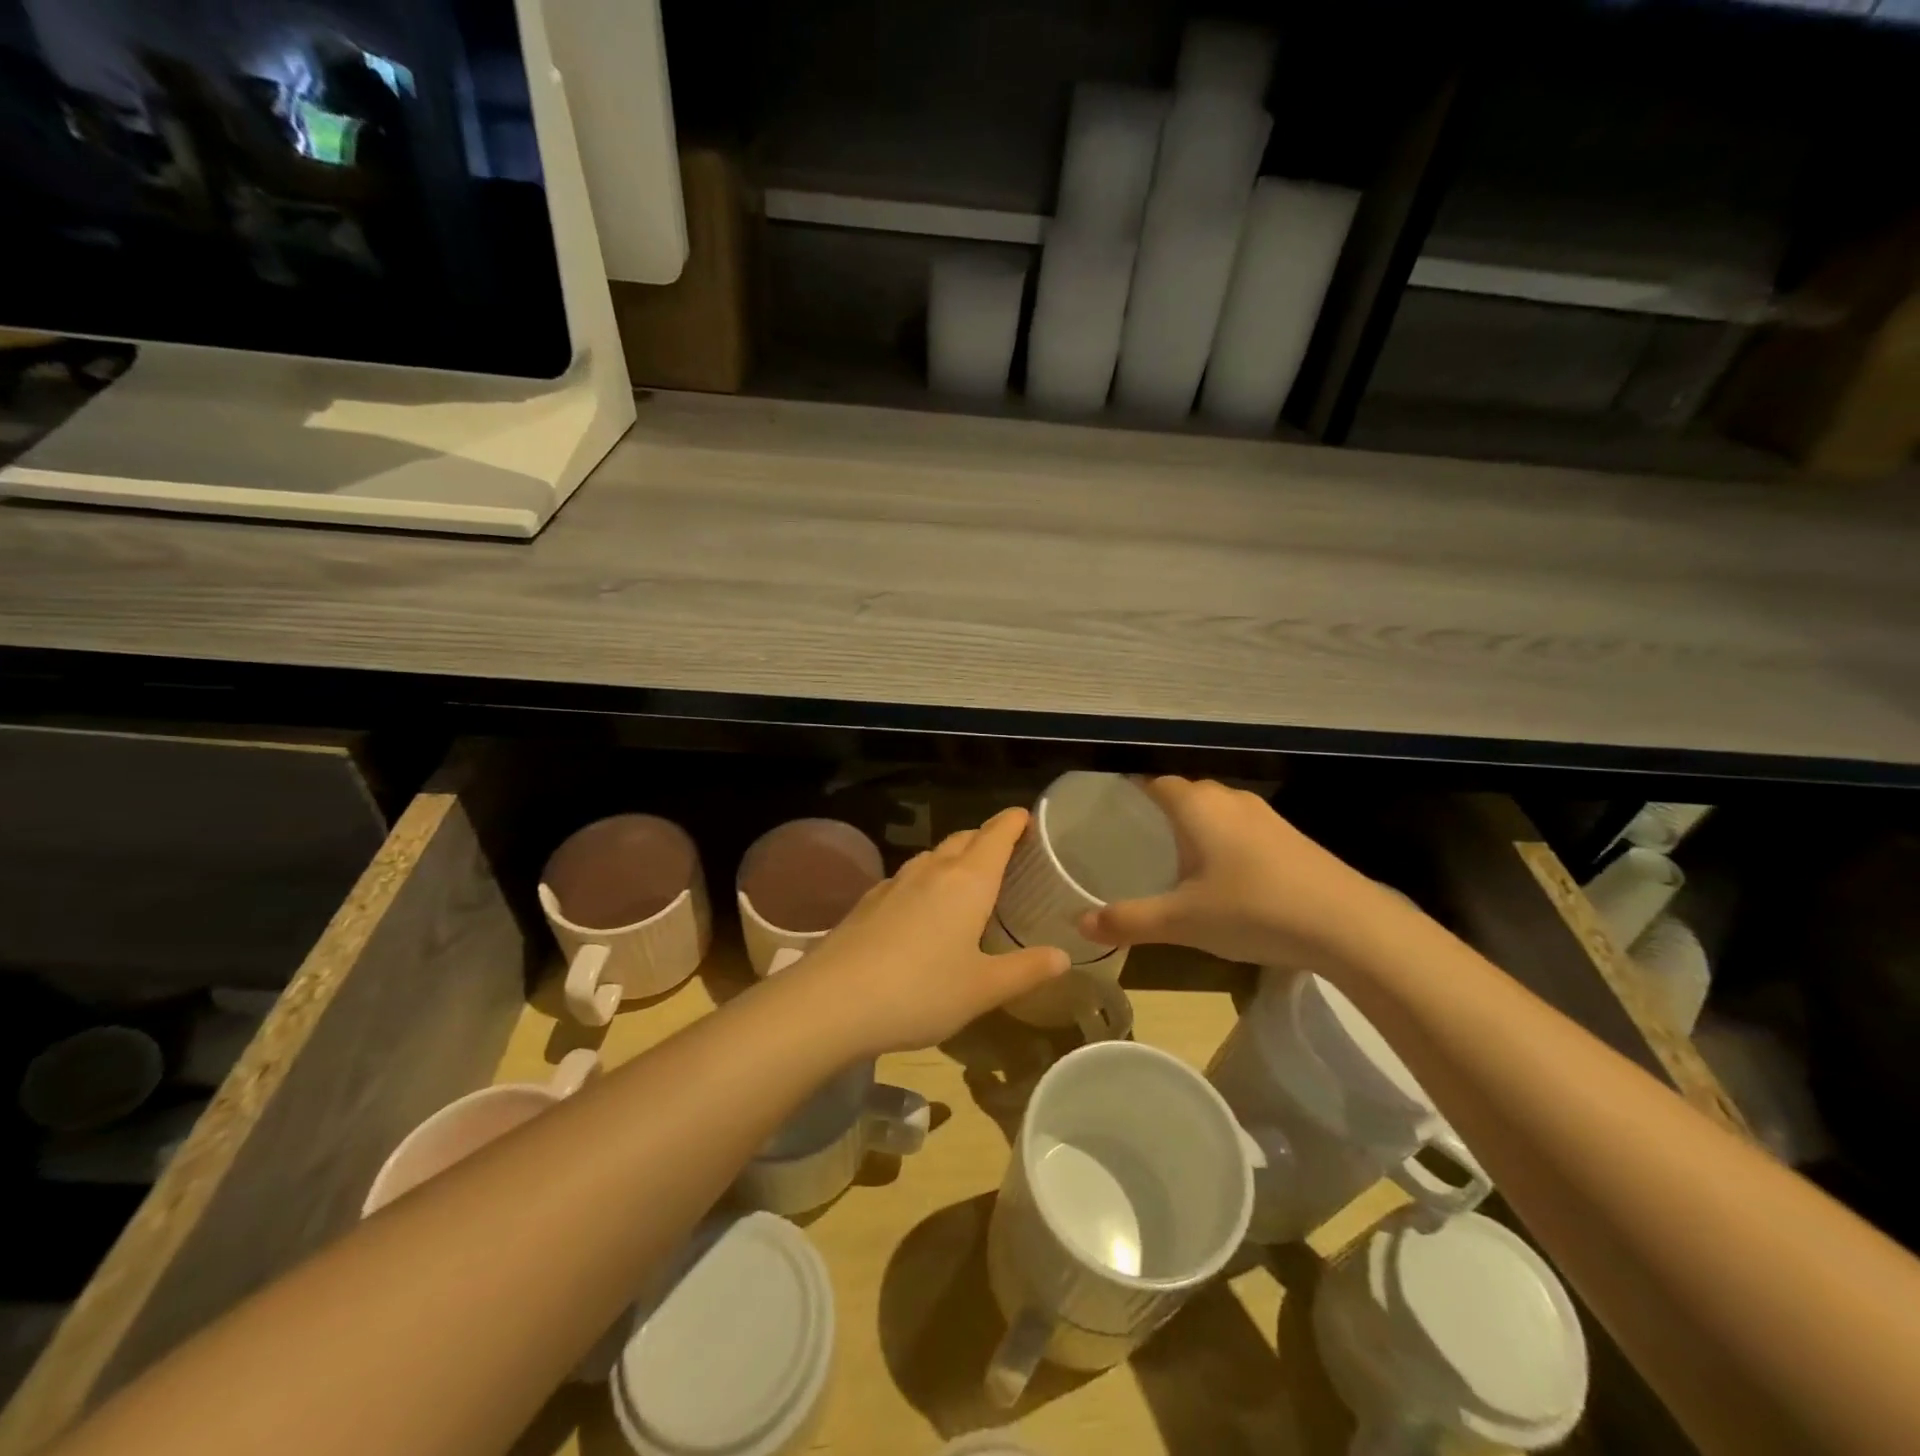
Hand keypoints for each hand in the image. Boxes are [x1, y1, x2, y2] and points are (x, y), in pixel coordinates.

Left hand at [789, 808, 1069, 1056]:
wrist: (832, 1001)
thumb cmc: (920, 991)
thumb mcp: (982, 988)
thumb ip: (1026, 970)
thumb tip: (1063, 956)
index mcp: (967, 881)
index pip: (997, 834)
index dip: (1015, 821)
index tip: (1028, 818)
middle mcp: (932, 870)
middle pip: (964, 838)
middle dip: (987, 838)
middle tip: (1007, 855)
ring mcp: (895, 883)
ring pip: (933, 856)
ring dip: (954, 858)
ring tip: (968, 882)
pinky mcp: (868, 901)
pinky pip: (907, 878)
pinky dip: (926, 882)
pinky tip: (922, 910)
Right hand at [1078, 777, 1392, 967]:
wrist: (1348, 925)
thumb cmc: (1252, 909)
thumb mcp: (1181, 921)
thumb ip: (1128, 920)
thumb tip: (1079, 924)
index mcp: (1197, 805)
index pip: (1152, 782)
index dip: (1128, 793)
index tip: (1107, 814)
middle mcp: (1229, 799)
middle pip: (1183, 794)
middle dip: (1158, 813)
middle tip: (1133, 843)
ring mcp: (1264, 816)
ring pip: (1215, 811)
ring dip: (1194, 829)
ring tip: (1173, 861)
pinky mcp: (1290, 838)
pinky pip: (1241, 829)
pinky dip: (1222, 843)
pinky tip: (1222, 878)